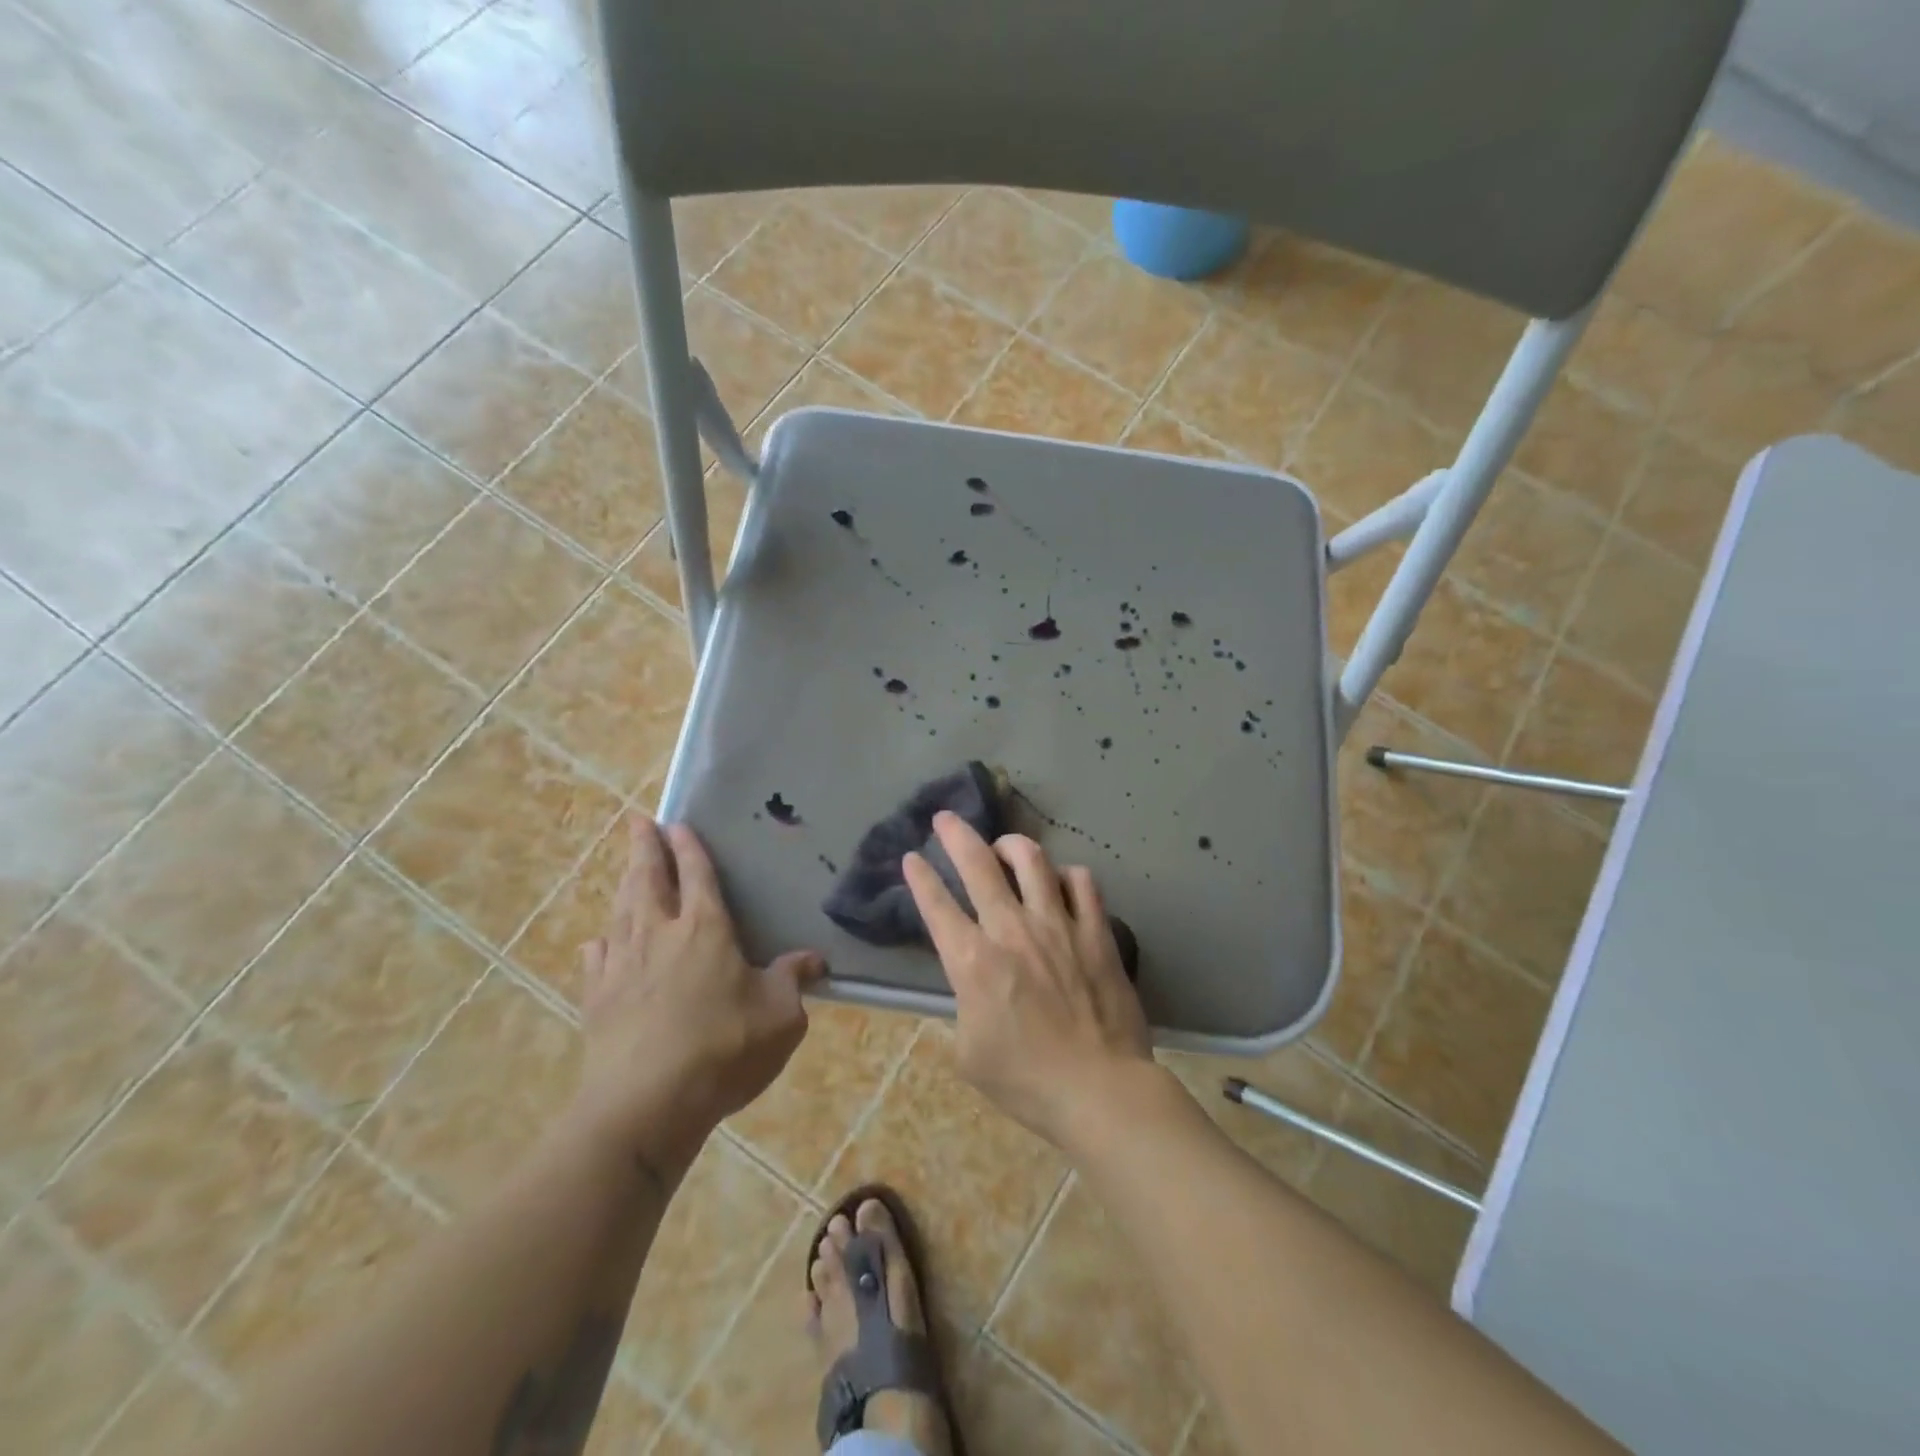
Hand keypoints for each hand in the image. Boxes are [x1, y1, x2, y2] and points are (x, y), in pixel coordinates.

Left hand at [571, 815, 824, 1173]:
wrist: (646, 1105)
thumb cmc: (724, 1049)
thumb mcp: (780, 1016)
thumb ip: (793, 980)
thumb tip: (814, 959)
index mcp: (706, 929)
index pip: (697, 875)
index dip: (688, 848)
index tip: (677, 824)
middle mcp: (660, 935)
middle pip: (649, 880)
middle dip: (645, 848)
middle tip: (638, 823)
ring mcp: (623, 965)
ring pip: (622, 911)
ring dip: (624, 884)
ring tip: (626, 868)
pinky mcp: (598, 999)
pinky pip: (597, 959)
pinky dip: (600, 943)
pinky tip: (597, 940)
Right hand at [903, 812, 1152, 1149]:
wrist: (1099, 1089)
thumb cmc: (1026, 1081)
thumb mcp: (968, 1053)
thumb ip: (963, 1007)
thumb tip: (972, 986)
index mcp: (973, 962)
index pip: (936, 906)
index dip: (919, 878)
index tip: (911, 857)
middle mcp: (1011, 930)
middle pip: (977, 864)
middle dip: (955, 834)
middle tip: (945, 818)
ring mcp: (1057, 925)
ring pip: (1031, 859)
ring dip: (1011, 844)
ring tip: (1004, 847)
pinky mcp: (1095, 930)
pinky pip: (1081, 882)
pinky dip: (1066, 875)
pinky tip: (1060, 882)